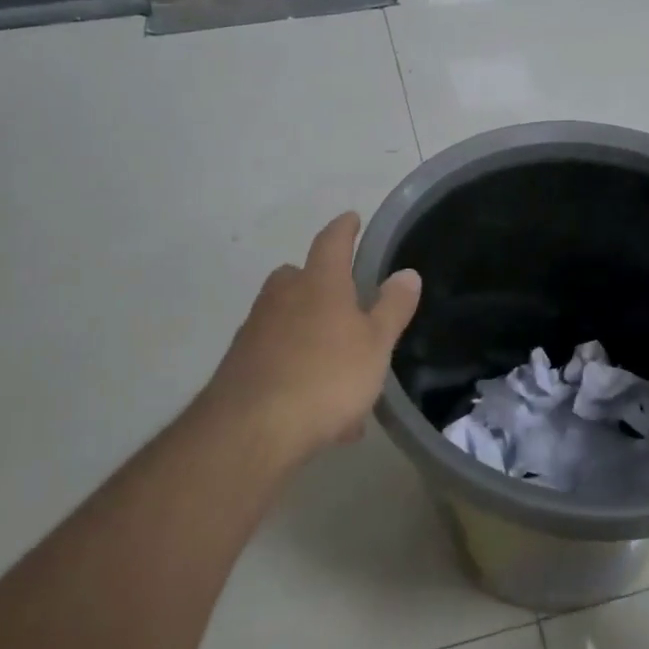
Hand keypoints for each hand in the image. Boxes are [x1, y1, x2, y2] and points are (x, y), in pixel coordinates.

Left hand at [194, 213, 421, 461]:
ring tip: (339, 367)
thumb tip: (407, 273)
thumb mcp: (375, 344)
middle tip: (343, 298)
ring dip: (309, 331)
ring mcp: (255, 330)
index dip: (345, 229)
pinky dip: (297, 367)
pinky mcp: (240, 365)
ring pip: (286, 319)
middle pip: (297, 276)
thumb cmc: (326, 377)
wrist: (251, 430)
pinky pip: (277, 356)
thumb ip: (392, 307)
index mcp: (319, 284)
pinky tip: (317, 405)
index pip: (332, 242)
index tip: (352, 218)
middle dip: (318, 282)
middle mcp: (282, 298)